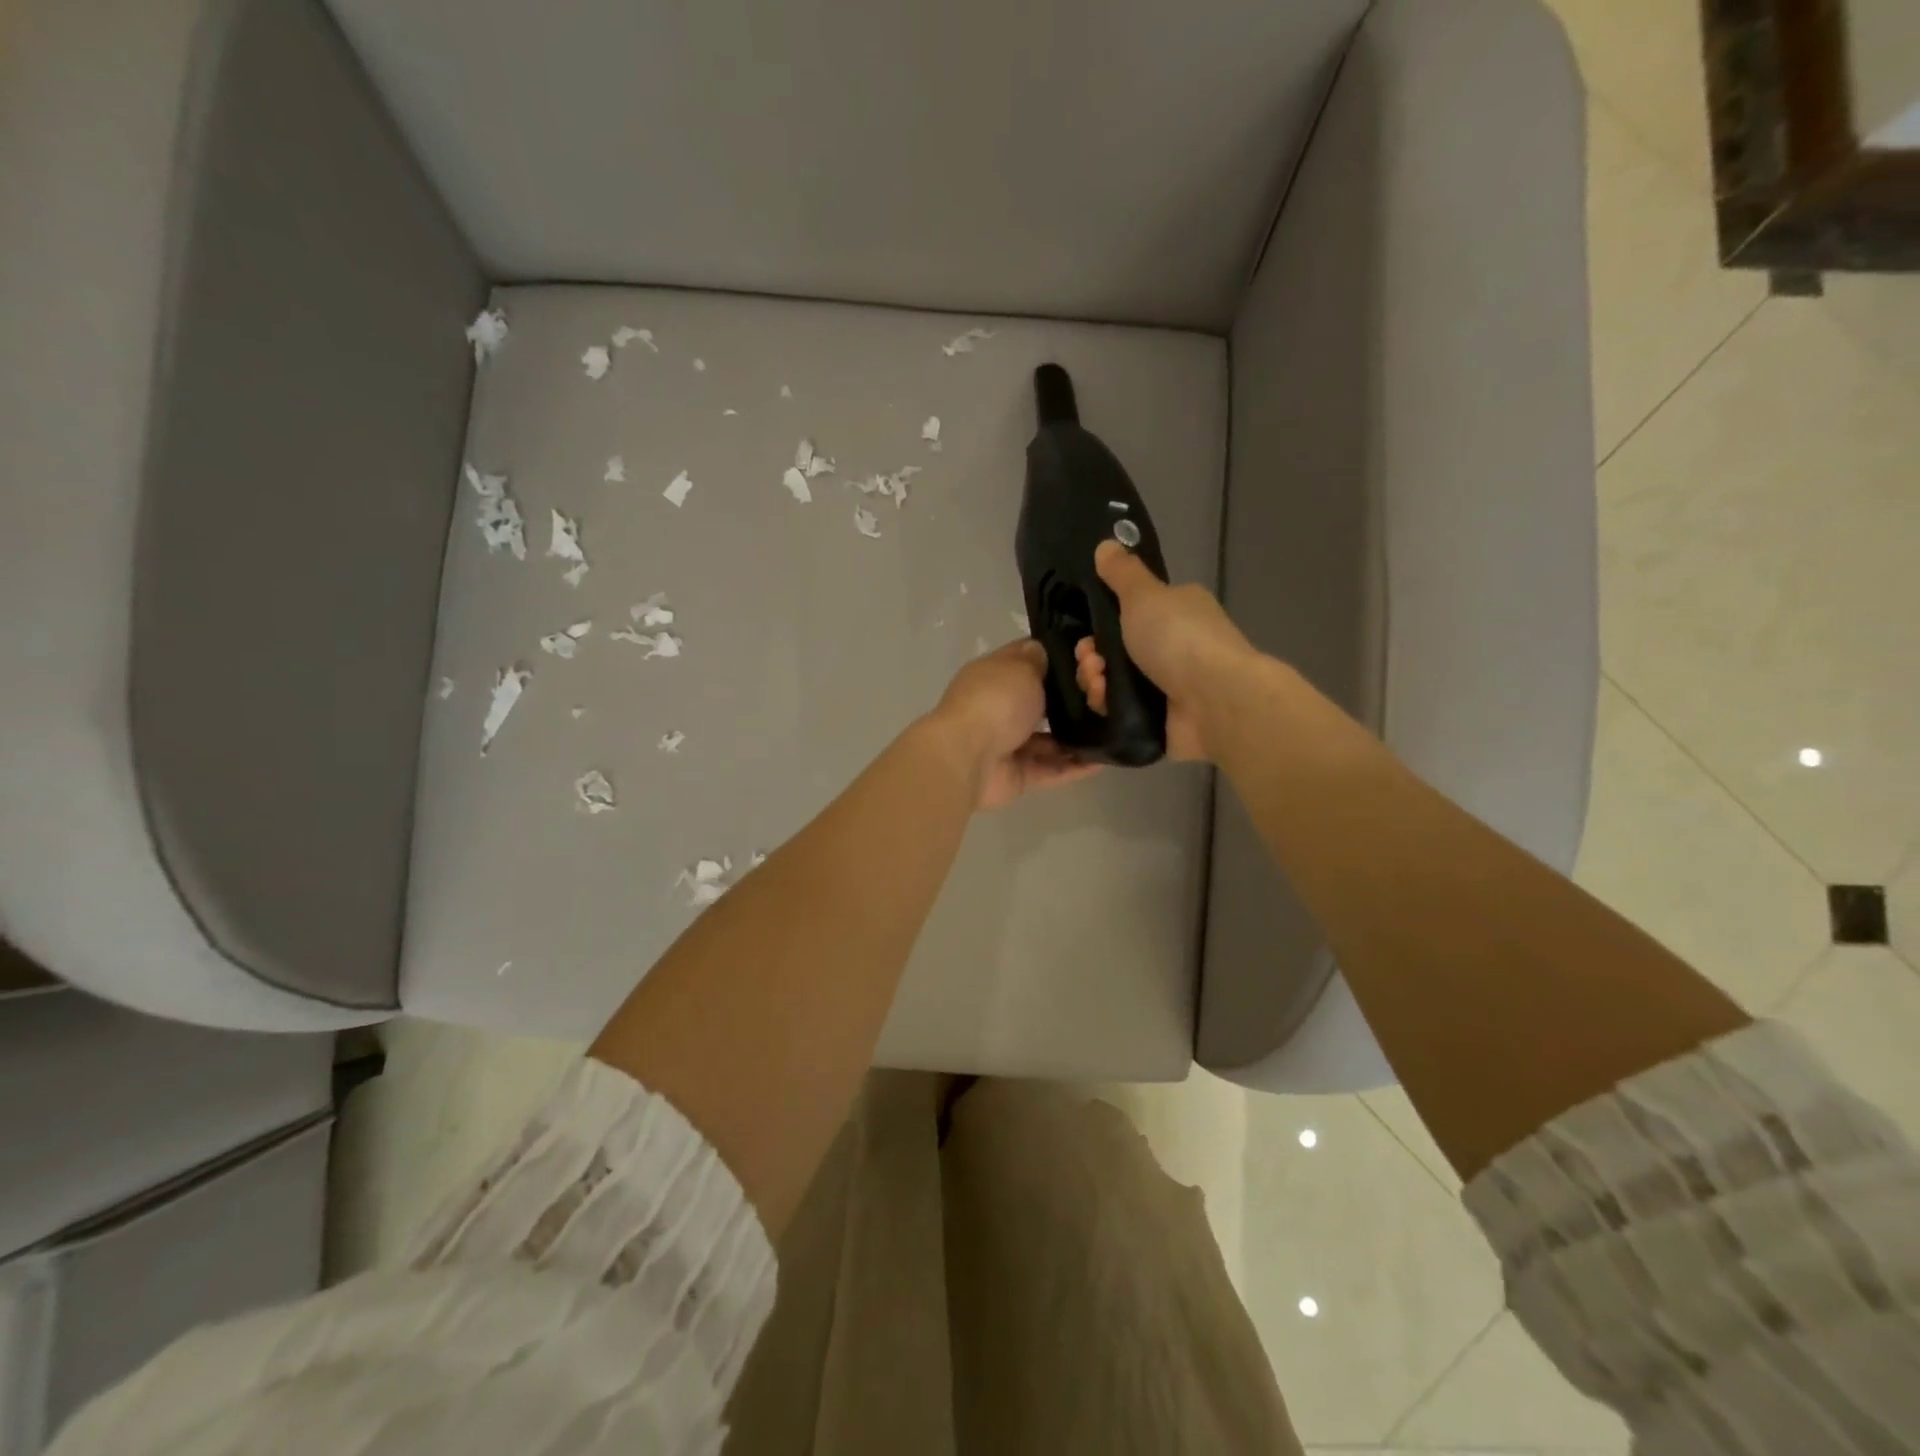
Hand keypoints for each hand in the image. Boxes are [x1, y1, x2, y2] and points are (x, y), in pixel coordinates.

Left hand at [927, 640, 1101, 809]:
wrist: (967, 758)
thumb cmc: (995, 702)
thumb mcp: (1020, 668)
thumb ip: (1037, 661)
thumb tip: (1042, 651)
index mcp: (994, 677)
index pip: (1026, 661)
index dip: (1055, 658)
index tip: (1089, 658)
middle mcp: (1000, 709)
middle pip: (1040, 703)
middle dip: (1071, 701)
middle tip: (1108, 697)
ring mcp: (1008, 745)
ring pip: (1049, 740)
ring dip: (1076, 737)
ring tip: (1112, 730)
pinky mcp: (1018, 776)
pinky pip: (1051, 770)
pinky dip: (1075, 767)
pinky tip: (1104, 759)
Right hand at [1074, 541, 1256, 762]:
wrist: (1214, 700)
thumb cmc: (1179, 638)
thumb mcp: (1144, 595)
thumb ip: (1122, 573)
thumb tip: (1106, 544)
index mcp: (1176, 610)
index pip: (1130, 612)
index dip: (1102, 620)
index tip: (1087, 629)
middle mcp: (1174, 646)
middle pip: (1115, 649)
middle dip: (1092, 654)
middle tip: (1090, 659)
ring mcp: (1167, 685)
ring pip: (1113, 681)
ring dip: (1095, 680)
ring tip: (1097, 683)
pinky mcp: (1160, 719)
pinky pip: (1121, 711)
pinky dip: (1107, 706)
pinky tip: (1104, 703)